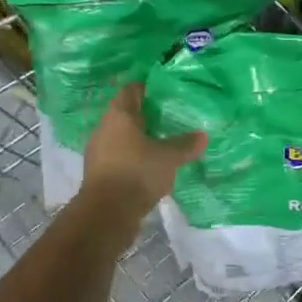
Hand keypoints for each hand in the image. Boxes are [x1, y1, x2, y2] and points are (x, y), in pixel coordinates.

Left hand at [78, 85, 206, 225]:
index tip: (166, 91)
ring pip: (122, 137)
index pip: (131, 90)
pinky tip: (151, 166)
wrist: (107, 213)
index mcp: (118, 115)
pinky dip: (134, 157)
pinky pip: (120, 157)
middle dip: (147, 115)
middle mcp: (104, 128)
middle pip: (126, 114)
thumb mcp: (168, 158)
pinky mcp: (100, 173)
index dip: (148, 88)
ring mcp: (99, 151)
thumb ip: (185, 145)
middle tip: (171, 117)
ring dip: (140, 138)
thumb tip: (203, 135)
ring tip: (164, 142)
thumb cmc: (137, 173)